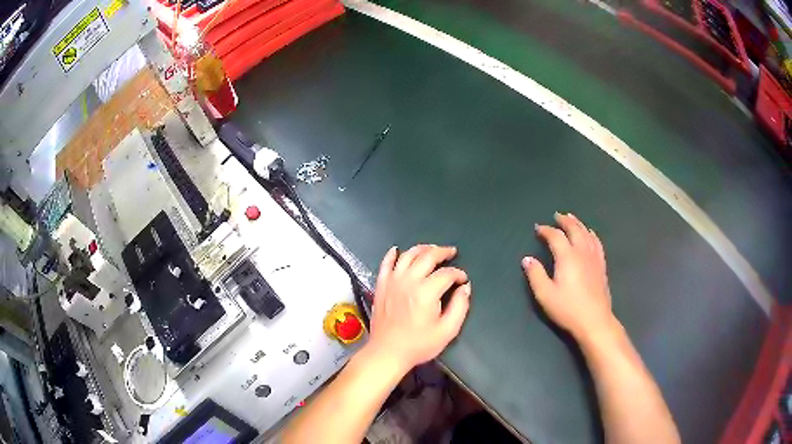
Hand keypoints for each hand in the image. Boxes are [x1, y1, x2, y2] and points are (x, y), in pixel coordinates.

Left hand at [366, 245, 470, 372]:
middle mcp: (409, 281)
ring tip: (431, 249)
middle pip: (427, 256)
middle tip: (451, 252)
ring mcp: (392, 281)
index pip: (447, 273)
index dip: (458, 273)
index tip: (463, 279)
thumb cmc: (418, 344)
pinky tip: (397, 250)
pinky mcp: (381, 285)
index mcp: (426, 292)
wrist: (387, 352)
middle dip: (442, 252)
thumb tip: (465, 288)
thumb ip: (460, 307)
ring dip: (422, 249)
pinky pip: (386, 263)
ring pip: (408, 255)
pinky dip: (392, 255)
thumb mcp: (447, 331)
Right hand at [522, 213, 615, 341]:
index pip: (555, 236)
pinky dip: (591, 234)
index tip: (538, 228)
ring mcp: (594, 258)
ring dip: (578, 223)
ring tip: (572, 218)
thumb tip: (527, 259)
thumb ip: (535, 275)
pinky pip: (597, 243)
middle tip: (557, 216)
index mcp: (567, 257)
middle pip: (574, 229)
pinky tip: (590, 234)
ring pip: (586, 233)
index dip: (546, 230)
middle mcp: (582, 252)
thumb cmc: (567, 309)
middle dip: (564, 221)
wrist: (594, 320)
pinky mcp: (601, 265)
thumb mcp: (545, 294)